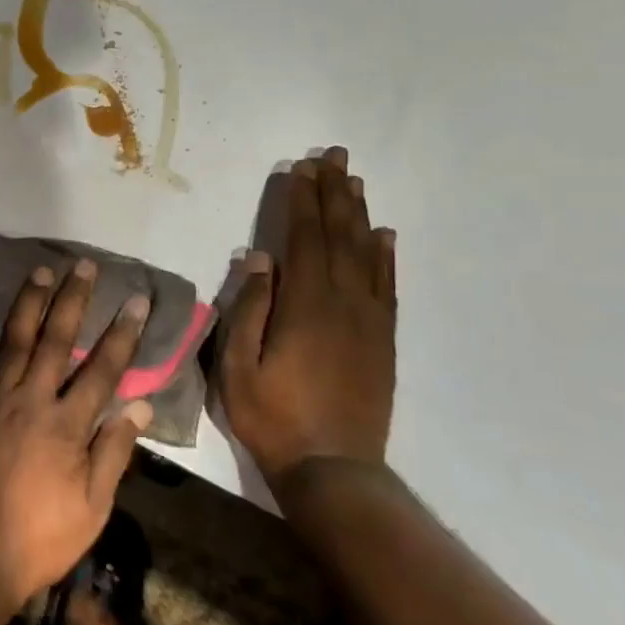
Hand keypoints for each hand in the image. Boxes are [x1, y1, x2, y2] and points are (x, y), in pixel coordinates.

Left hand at [0, 259, 154, 608]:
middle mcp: (30, 400)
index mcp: (67, 425)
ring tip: (42, 271)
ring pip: (13, 340)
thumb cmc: (40, 537)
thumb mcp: (92, 507)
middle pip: (56, 340)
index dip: (122, 334)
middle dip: (73, 300)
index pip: (103, 370)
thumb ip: (114, 452)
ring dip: (29, 303)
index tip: (136, 302)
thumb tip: (141, 405)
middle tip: (84, 265)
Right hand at [218, 146, 396, 489]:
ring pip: (366, 254)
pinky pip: (386, 285)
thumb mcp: (237, 367)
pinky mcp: (382, 339)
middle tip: (333, 157)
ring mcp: (368, 320)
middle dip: (333, 194)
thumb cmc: (273, 416)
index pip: (303, 239)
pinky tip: (384, 234)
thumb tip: (258, 259)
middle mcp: (343, 303)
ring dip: (358, 214)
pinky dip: (385, 255)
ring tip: (353, 181)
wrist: (333, 467)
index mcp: (305, 306)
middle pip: (338, 236)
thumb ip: (249, 310)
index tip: (301, 168)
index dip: (301, 201)